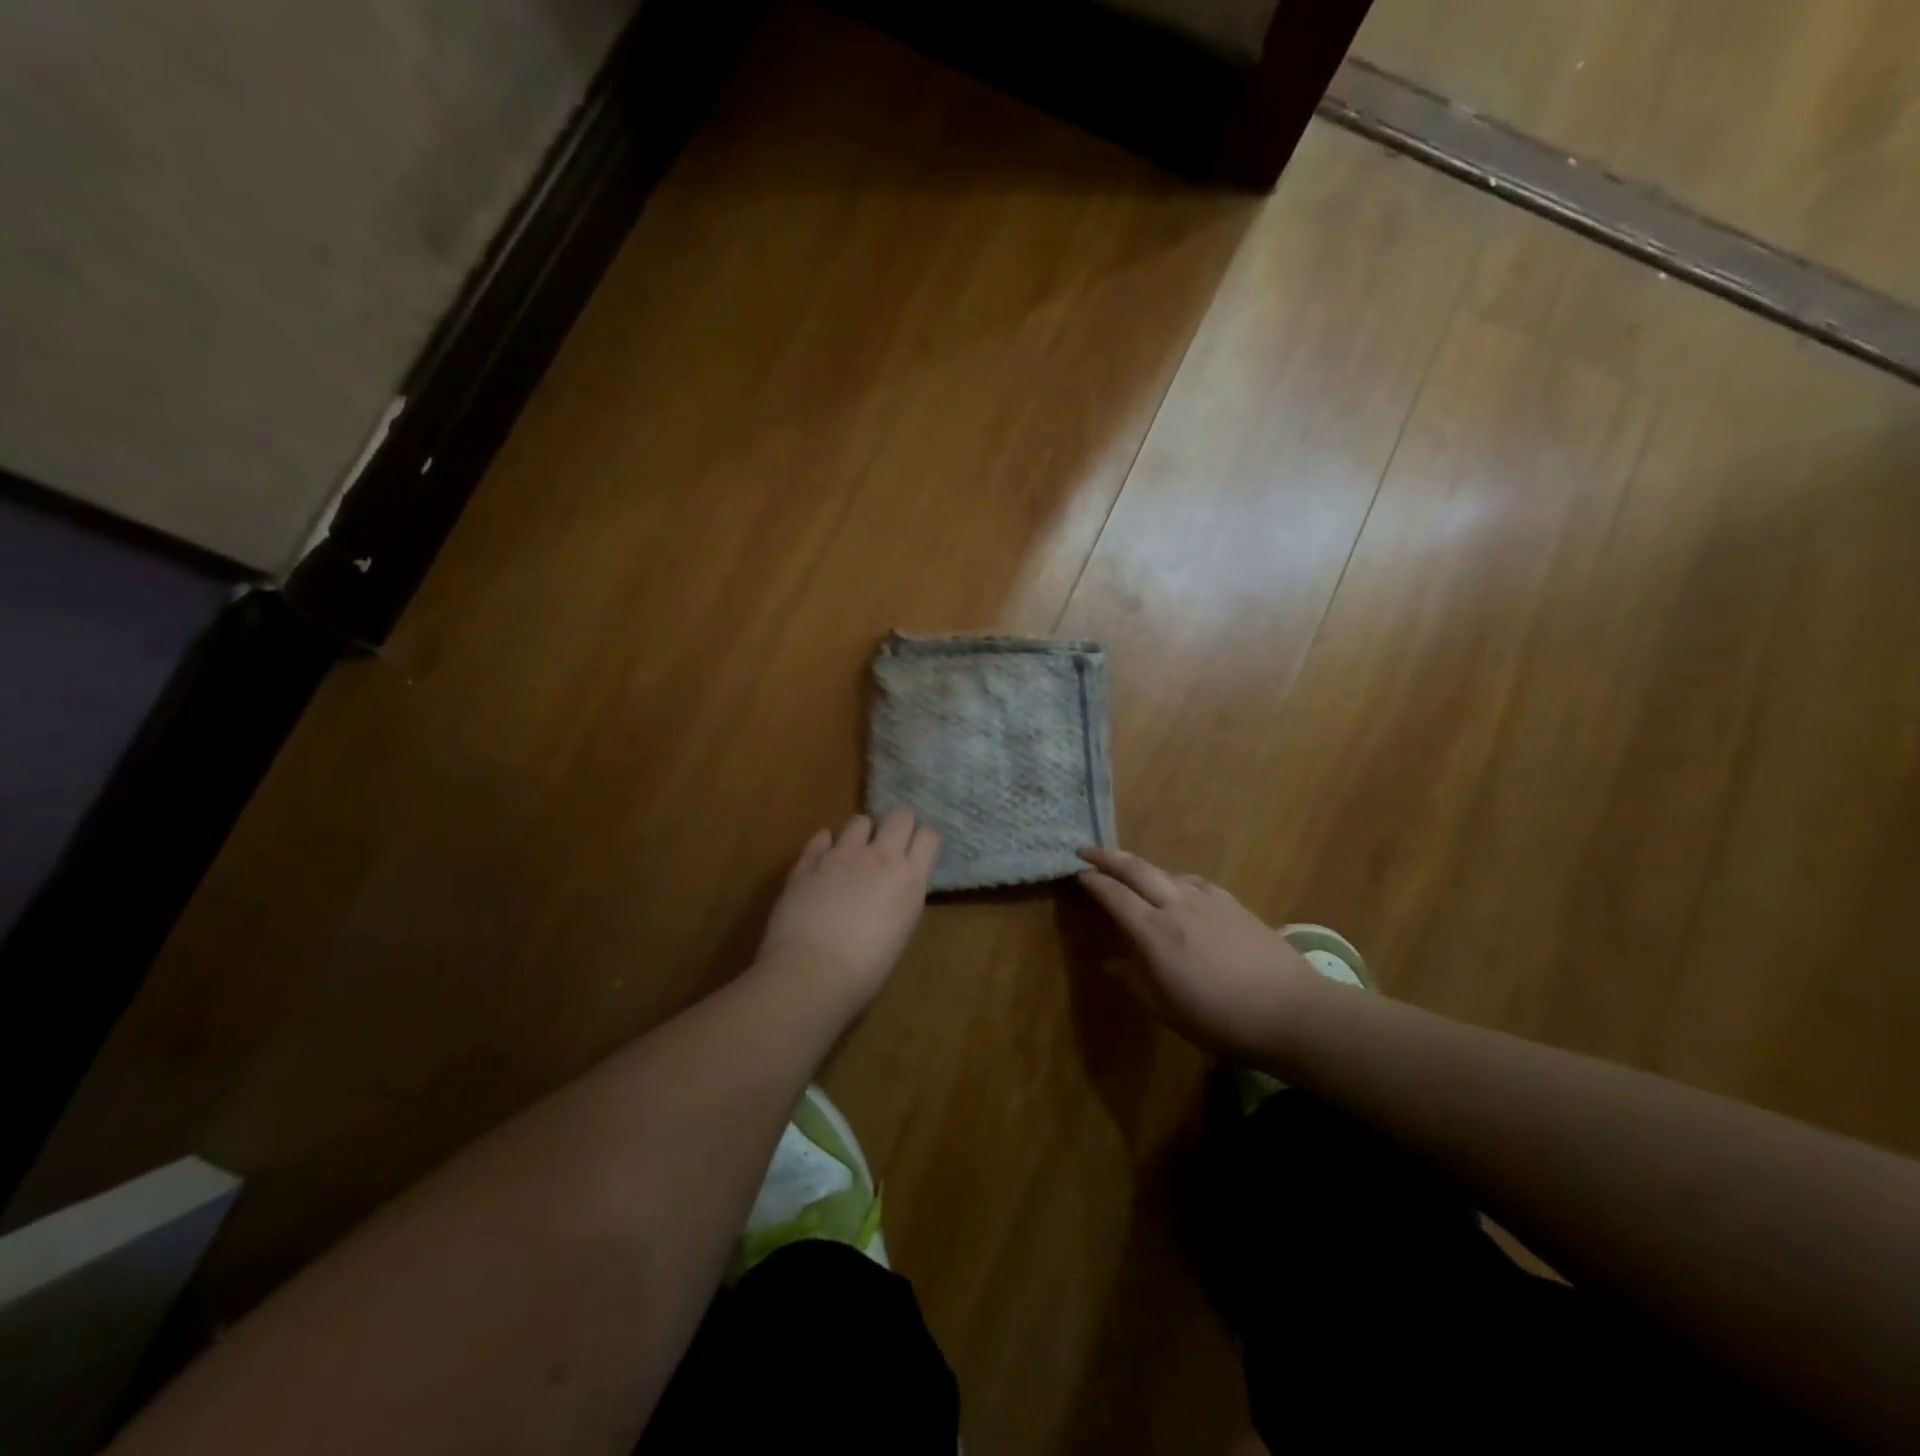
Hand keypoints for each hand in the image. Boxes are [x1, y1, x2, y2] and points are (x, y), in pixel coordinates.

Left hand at [758, 808, 940, 1011]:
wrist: (810, 973)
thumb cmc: (865, 970)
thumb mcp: (900, 932)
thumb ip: (901, 898)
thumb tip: (894, 888)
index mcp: (909, 880)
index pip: (929, 836)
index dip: (922, 841)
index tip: (915, 854)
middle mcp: (879, 857)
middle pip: (899, 815)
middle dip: (897, 825)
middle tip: (889, 845)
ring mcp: (841, 855)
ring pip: (859, 820)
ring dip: (860, 834)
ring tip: (853, 855)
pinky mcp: (808, 861)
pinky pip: (821, 837)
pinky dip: (825, 845)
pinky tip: (823, 862)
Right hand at [1076, 847, 1325, 1059]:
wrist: (1291, 1011)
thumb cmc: (1220, 1019)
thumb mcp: (1166, 1010)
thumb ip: (1134, 981)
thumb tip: (1109, 965)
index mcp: (1154, 932)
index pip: (1114, 895)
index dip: (1092, 881)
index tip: (1076, 873)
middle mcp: (1177, 905)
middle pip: (1136, 868)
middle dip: (1107, 857)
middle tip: (1086, 850)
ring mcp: (1208, 901)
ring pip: (1167, 871)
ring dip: (1142, 867)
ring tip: (1131, 873)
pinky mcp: (1234, 904)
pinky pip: (1195, 881)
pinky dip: (1175, 878)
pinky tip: (1180, 888)